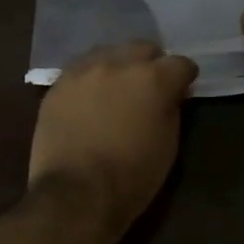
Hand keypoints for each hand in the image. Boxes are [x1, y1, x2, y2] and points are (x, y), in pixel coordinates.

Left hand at [29, 42, 198, 237]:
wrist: (75, 194)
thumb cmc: (131, 177)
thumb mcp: (168, 145)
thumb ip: (171, 109)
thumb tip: (171, 95)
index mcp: (153, 79)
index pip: (180, 63)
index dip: (185, 77)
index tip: (183, 90)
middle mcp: (118, 64)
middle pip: (143, 48)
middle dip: (152, 64)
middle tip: (149, 87)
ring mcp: (84, 71)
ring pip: (109, 53)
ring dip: (119, 66)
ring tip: (117, 89)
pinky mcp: (58, 84)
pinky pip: (81, 70)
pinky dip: (91, 79)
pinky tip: (91, 98)